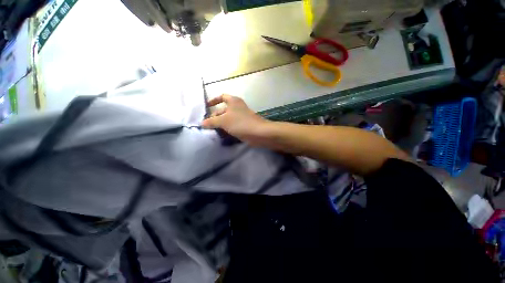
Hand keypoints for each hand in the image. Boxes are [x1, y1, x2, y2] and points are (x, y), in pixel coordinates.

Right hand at [201, 94, 269, 144]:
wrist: (259, 133)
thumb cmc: (240, 123)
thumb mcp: (223, 121)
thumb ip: (211, 122)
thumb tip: (202, 124)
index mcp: (233, 101)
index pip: (221, 96)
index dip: (213, 100)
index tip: (206, 107)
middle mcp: (237, 107)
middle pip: (223, 110)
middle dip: (214, 117)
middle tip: (207, 126)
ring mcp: (241, 117)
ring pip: (227, 119)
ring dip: (220, 125)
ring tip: (211, 132)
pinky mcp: (244, 126)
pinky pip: (232, 126)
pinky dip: (226, 129)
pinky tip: (221, 136)